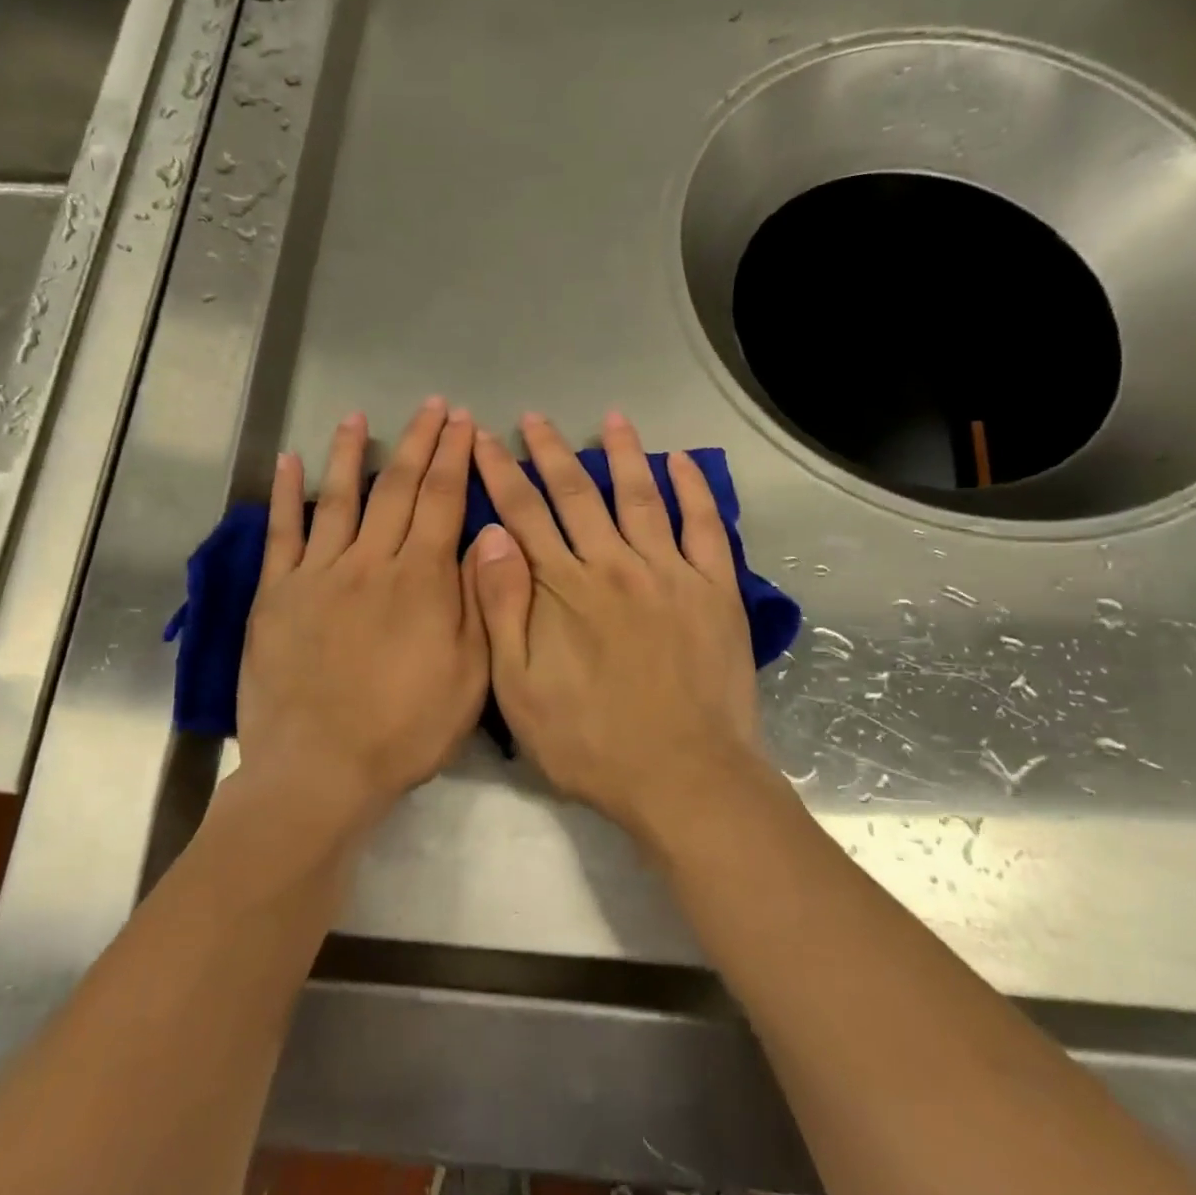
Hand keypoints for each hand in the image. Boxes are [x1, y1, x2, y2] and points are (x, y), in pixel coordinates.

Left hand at [238, 399, 487, 824]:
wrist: (320, 770)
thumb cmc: (406, 729)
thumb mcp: (470, 674)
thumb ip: (479, 600)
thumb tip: (488, 536)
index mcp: (422, 580)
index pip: (443, 500)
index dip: (455, 456)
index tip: (465, 422)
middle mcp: (370, 562)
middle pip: (397, 487)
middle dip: (418, 441)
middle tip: (432, 406)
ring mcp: (318, 574)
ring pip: (339, 499)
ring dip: (350, 453)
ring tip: (358, 416)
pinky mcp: (277, 595)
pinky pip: (281, 534)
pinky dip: (286, 495)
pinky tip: (290, 461)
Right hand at [469, 411, 766, 837]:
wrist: (682, 776)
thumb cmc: (590, 742)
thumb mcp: (518, 690)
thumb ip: (501, 610)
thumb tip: (489, 538)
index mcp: (563, 588)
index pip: (522, 513)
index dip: (498, 472)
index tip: (481, 438)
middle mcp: (614, 564)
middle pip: (577, 493)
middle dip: (550, 451)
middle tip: (534, 417)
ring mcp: (669, 572)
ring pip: (641, 496)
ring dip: (623, 454)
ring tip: (610, 419)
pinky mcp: (714, 589)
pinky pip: (706, 526)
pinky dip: (694, 490)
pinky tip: (682, 462)